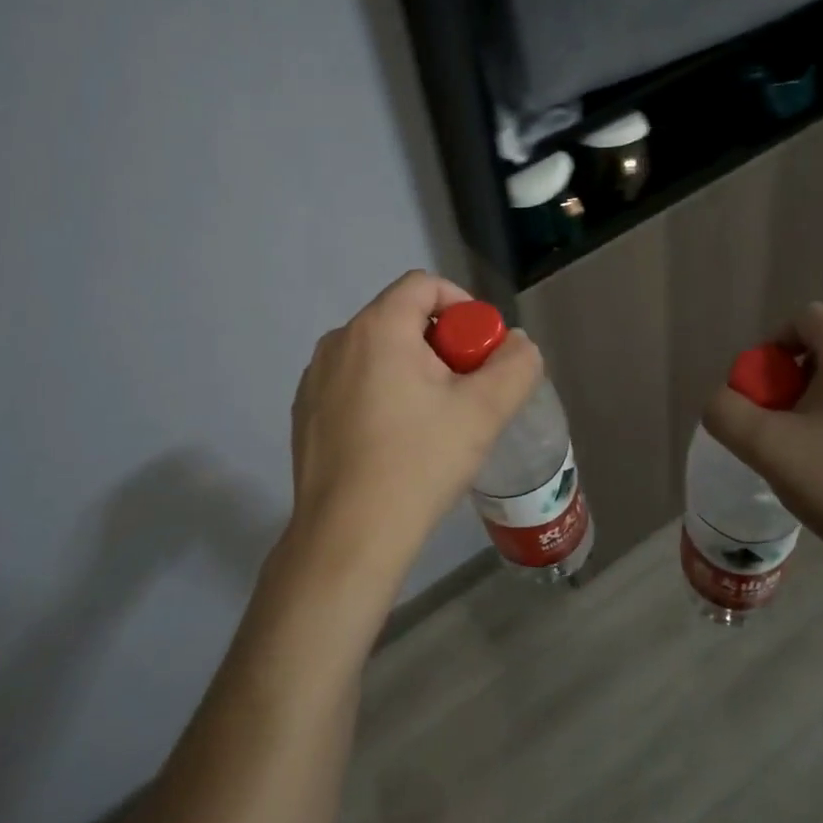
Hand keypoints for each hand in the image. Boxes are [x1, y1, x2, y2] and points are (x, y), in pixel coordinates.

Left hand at [287, 271, 541, 580]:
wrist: (348, 538)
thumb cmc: (418, 463)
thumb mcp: (484, 412)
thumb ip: (516, 365)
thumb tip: (517, 344)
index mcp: (377, 328)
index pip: (424, 285)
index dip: (463, 306)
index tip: (482, 350)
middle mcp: (338, 342)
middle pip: (401, 318)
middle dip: (442, 344)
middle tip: (466, 390)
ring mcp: (314, 379)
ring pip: (377, 353)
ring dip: (412, 370)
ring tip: (434, 420)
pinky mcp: (305, 413)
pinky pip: (352, 383)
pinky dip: (381, 394)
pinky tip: (396, 442)